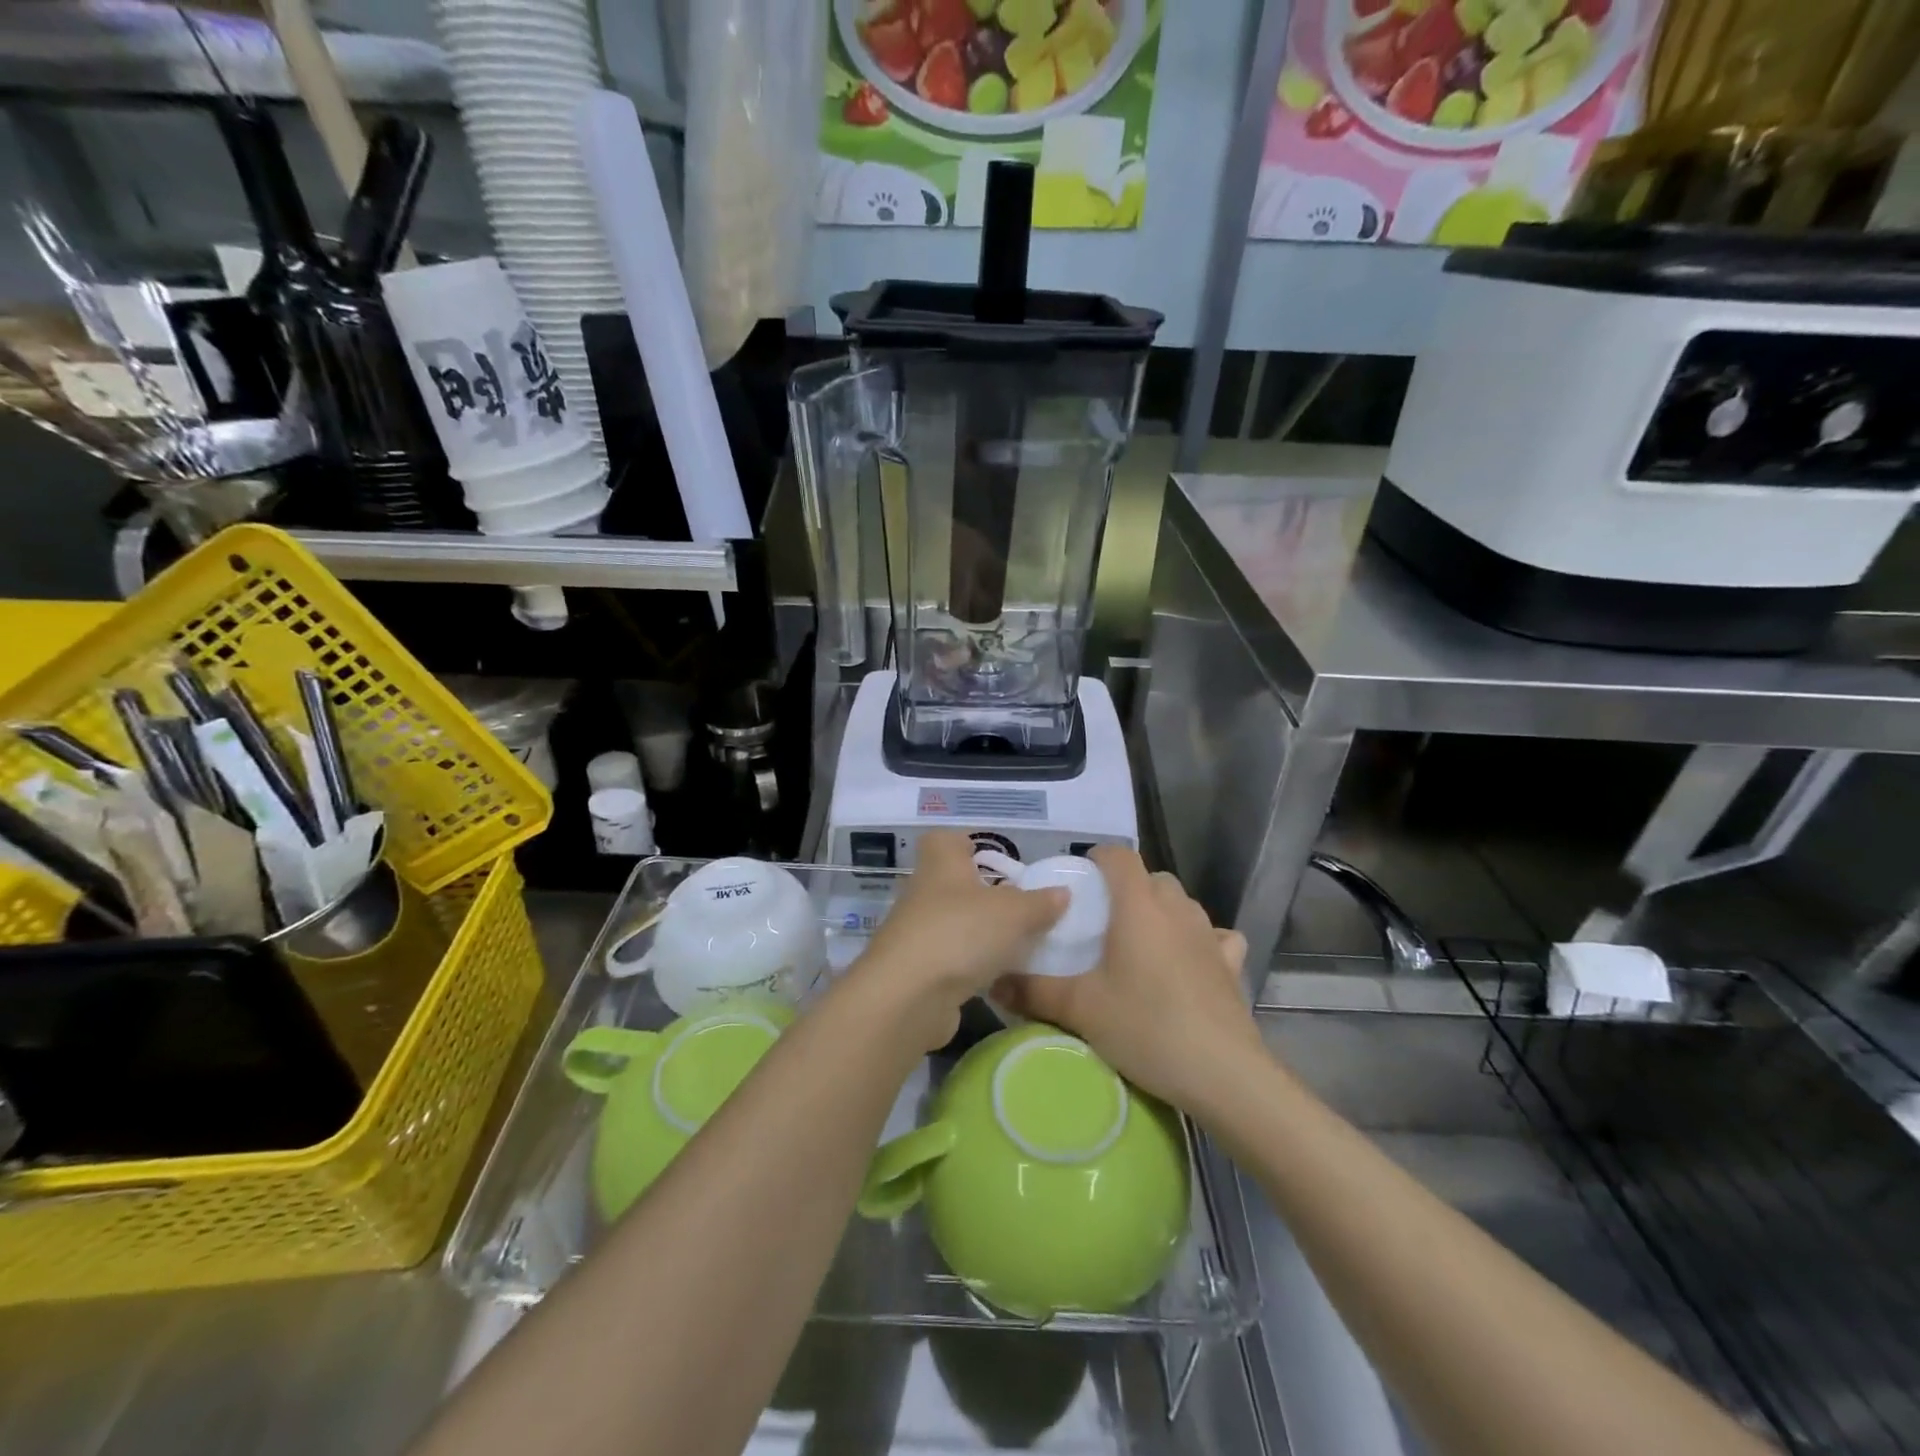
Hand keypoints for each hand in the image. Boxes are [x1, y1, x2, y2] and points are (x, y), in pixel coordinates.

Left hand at [850, 830, 1067, 1050]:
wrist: (908, 996)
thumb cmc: (961, 933)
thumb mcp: (1014, 913)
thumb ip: (1040, 903)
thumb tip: (1061, 893)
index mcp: (941, 862)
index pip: (947, 840)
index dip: (969, 844)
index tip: (996, 861)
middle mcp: (923, 891)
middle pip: (955, 883)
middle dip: (986, 894)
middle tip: (1021, 907)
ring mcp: (917, 931)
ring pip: (954, 922)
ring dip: (981, 931)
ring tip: (1019, 943)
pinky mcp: (918, 969)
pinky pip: (952, 957)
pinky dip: (972, 964)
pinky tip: (999, 976)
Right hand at [993, 847, 1263, 1109]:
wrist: (1222, 1073)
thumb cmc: (1146, 1026)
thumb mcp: (1080, 1009)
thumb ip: (1032, 990)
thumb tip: (994, 981)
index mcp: (1138, 905)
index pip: (1119, 856)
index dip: (1097, 859)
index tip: (1079, 882)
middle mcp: (1176, 908)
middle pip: (1151, 878)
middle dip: (1126, 890)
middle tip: (1102, 923)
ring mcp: (1209, 934)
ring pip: (1182, 904)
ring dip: (1160, 912)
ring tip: (1139, 945)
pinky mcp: (1231, 963)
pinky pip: (1214, 936)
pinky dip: (1199, 941)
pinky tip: (1189, 963)